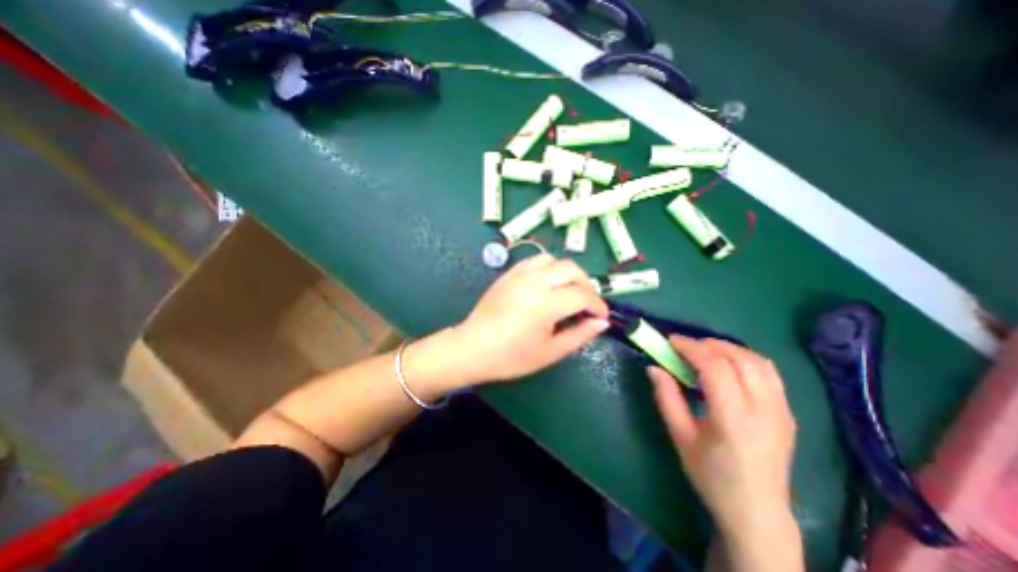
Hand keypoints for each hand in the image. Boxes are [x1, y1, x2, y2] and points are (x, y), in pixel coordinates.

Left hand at [455, 255, 606, 384]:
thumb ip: (579, 335)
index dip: (598, 305)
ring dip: (567, 272)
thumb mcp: (550, 352)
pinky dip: (548, 268)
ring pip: (553, 260)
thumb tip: (601, 323)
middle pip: (572, 269)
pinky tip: (547, 284)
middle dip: (586, 284)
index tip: (601, 316)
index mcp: (546, 303)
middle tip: (587, 304)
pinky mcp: (509, 274)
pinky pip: (534, 261)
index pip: (583, 295)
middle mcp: (535, 281)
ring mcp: (519, 274)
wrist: (472, 348)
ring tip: (568, 291)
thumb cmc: (511, 357)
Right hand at [648, 338, 798, 543]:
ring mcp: (782, 411)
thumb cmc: (711, 476)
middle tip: (684, 346)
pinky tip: (728, 365)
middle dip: (708, 344)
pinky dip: (745, 358)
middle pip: (739, 359)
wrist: (757, 512)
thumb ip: (667, 398)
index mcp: (733, 420)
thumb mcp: (680, 437)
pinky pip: (769, 373)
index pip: (715, 368)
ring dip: (728, 348)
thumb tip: (653, 368)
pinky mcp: (788, 413)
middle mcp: (764, 411)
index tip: (671, 341)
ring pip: (758, 361)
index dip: (691, 348)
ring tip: (704, 351)